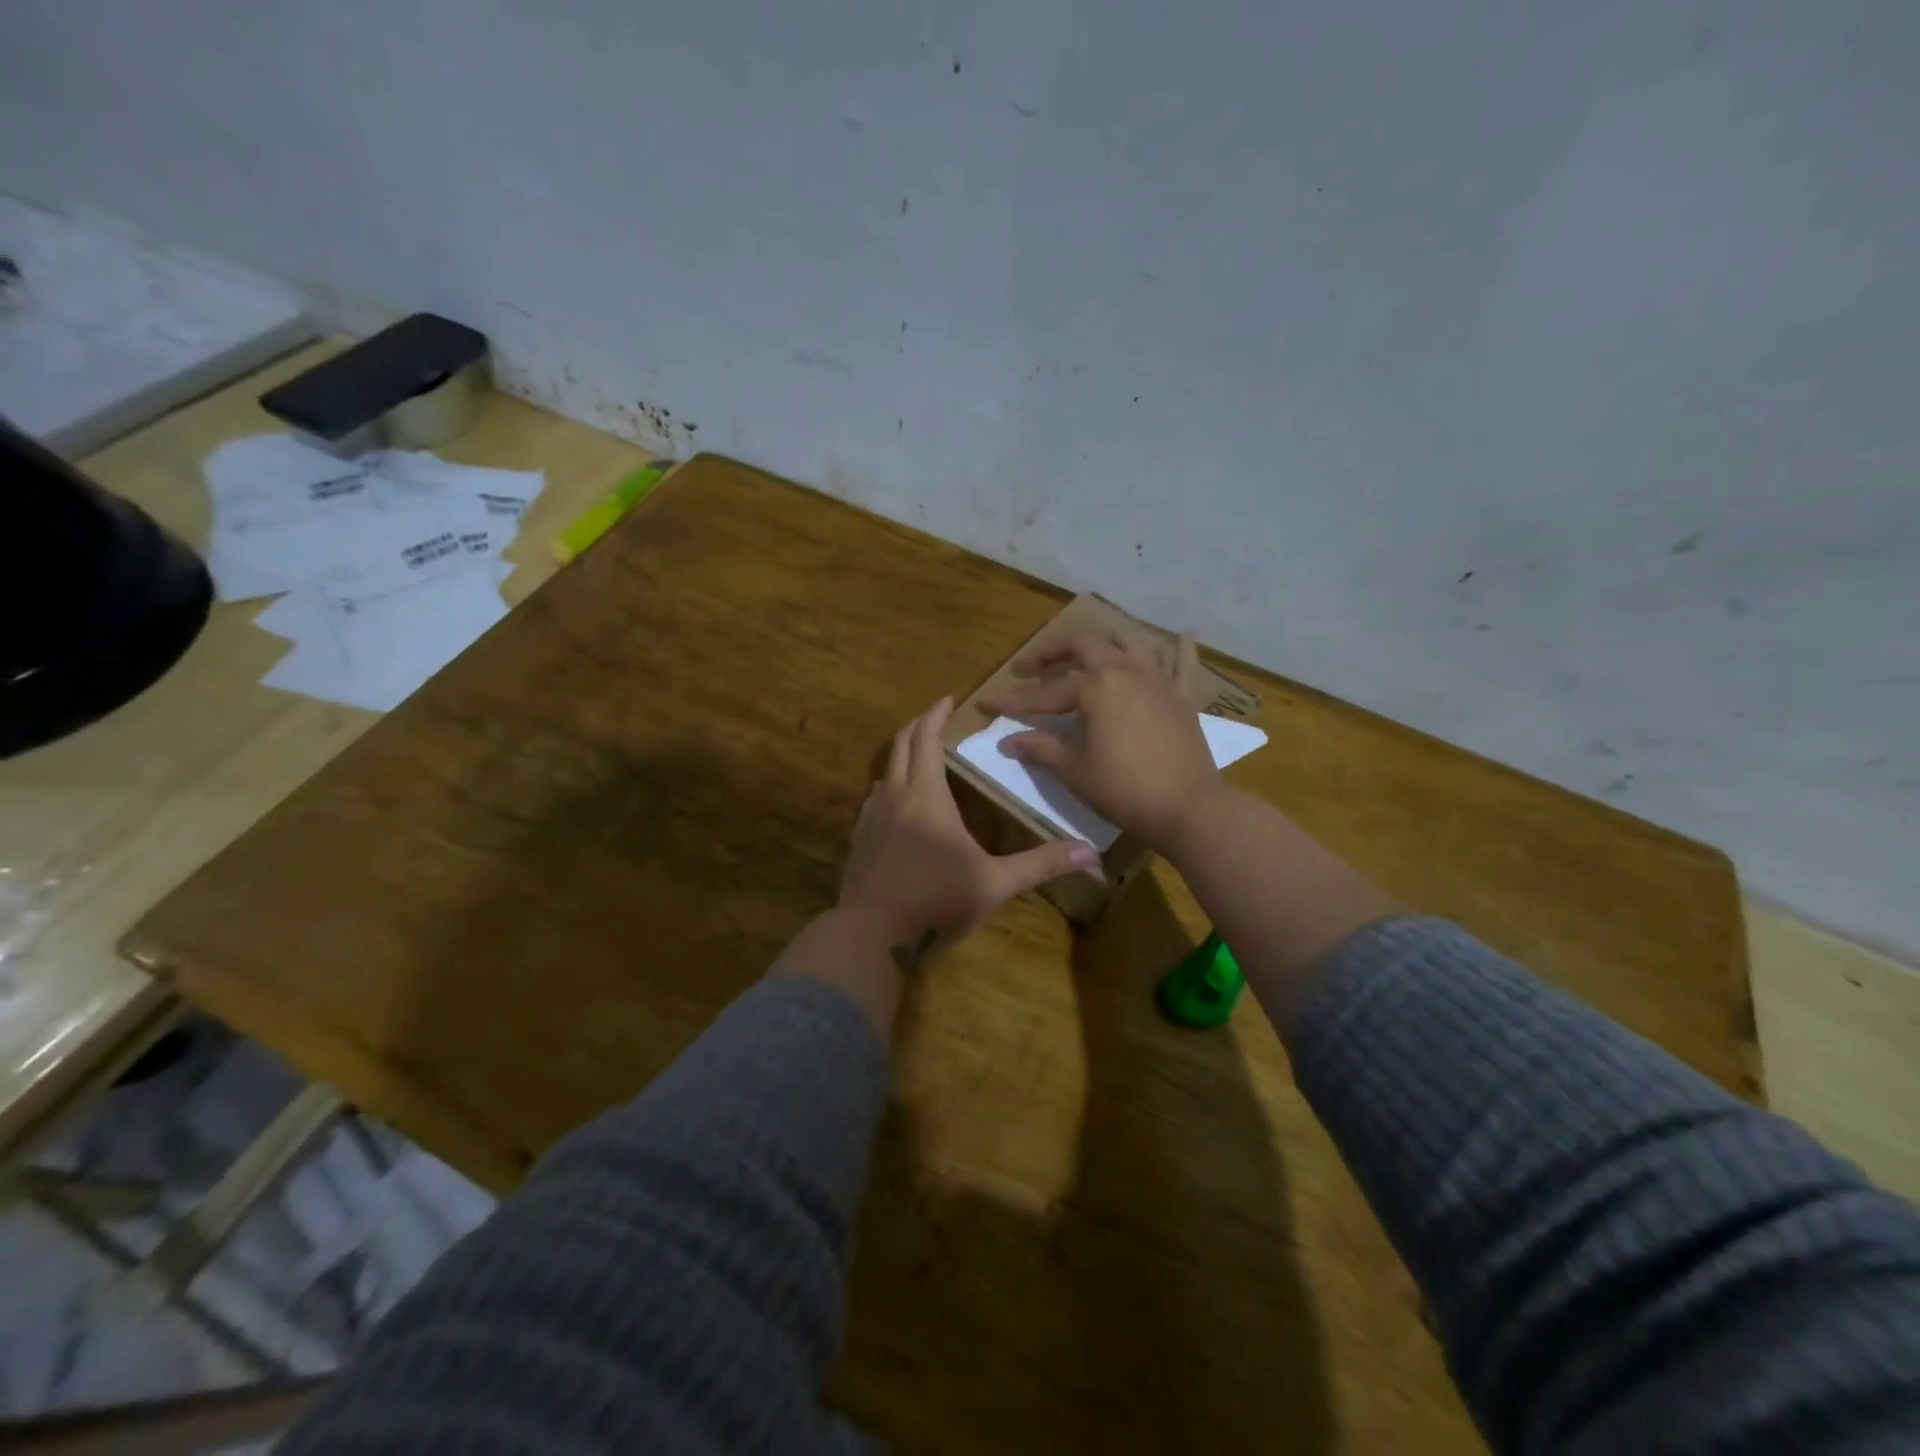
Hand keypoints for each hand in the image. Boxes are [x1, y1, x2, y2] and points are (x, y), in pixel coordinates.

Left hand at [839, 698, 1099, 964]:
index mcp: (926, 796)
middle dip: (917, 726)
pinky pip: (874, 800)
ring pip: (884, 772)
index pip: (926, 739)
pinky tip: (899, 808)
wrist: (872, 936)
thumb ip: (1040, 864)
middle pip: (900, 746)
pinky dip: (890, 788)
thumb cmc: (936, 901)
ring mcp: (870, 819)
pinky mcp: (858, 841)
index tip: (948, 699)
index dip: (936, 715)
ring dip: (902, 757)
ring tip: (921, 760)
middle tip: (935, 717)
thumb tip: (1089, 852)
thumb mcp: (994, 883)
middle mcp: (894, 797)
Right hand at [980, 626, 1222, 852]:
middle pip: (1084, 645)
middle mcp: (1126, 670)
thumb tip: (1007, 741)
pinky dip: (1183, 647)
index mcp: (1095, 686)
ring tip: (1088, 644)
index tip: (986, 704)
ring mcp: (1159, 680)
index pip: (1044, 693)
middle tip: (1030, 667)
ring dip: (1106, 636)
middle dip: (1052, 652)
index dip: (1012, 700)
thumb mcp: (1073, 770)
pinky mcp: (1184, 698)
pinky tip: (1186, 632)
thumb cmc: (1123, 789)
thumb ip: (1039, 749)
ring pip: (1132, 641)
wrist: (1186, 808)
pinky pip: (1185, 664)